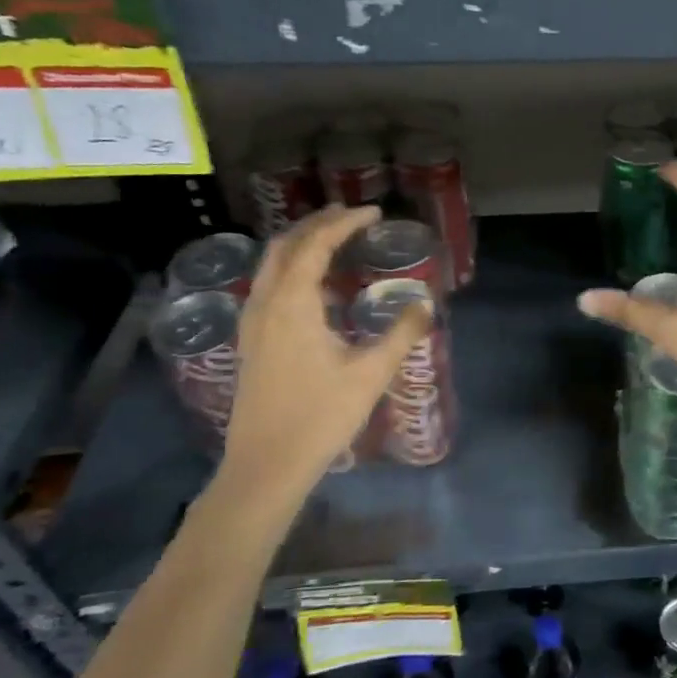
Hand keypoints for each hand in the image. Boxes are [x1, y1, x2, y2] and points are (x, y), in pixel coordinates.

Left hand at [217, 205, 431, 509]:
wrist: (266, 465)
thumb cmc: (320, 417)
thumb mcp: (370, 374)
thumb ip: (400, 335)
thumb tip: (425, 305)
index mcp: (292, 304)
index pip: (315, 245)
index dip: (344, 223)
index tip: (373, 212)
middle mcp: (266, 304)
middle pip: (285, 246)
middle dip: (317, 224)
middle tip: (350, 216)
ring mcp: (253, 323)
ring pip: (271, 265)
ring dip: (300, 244)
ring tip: (333, 241)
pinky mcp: (251, 342)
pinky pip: (268, 285)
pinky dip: (291, 269)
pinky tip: (314, 288)